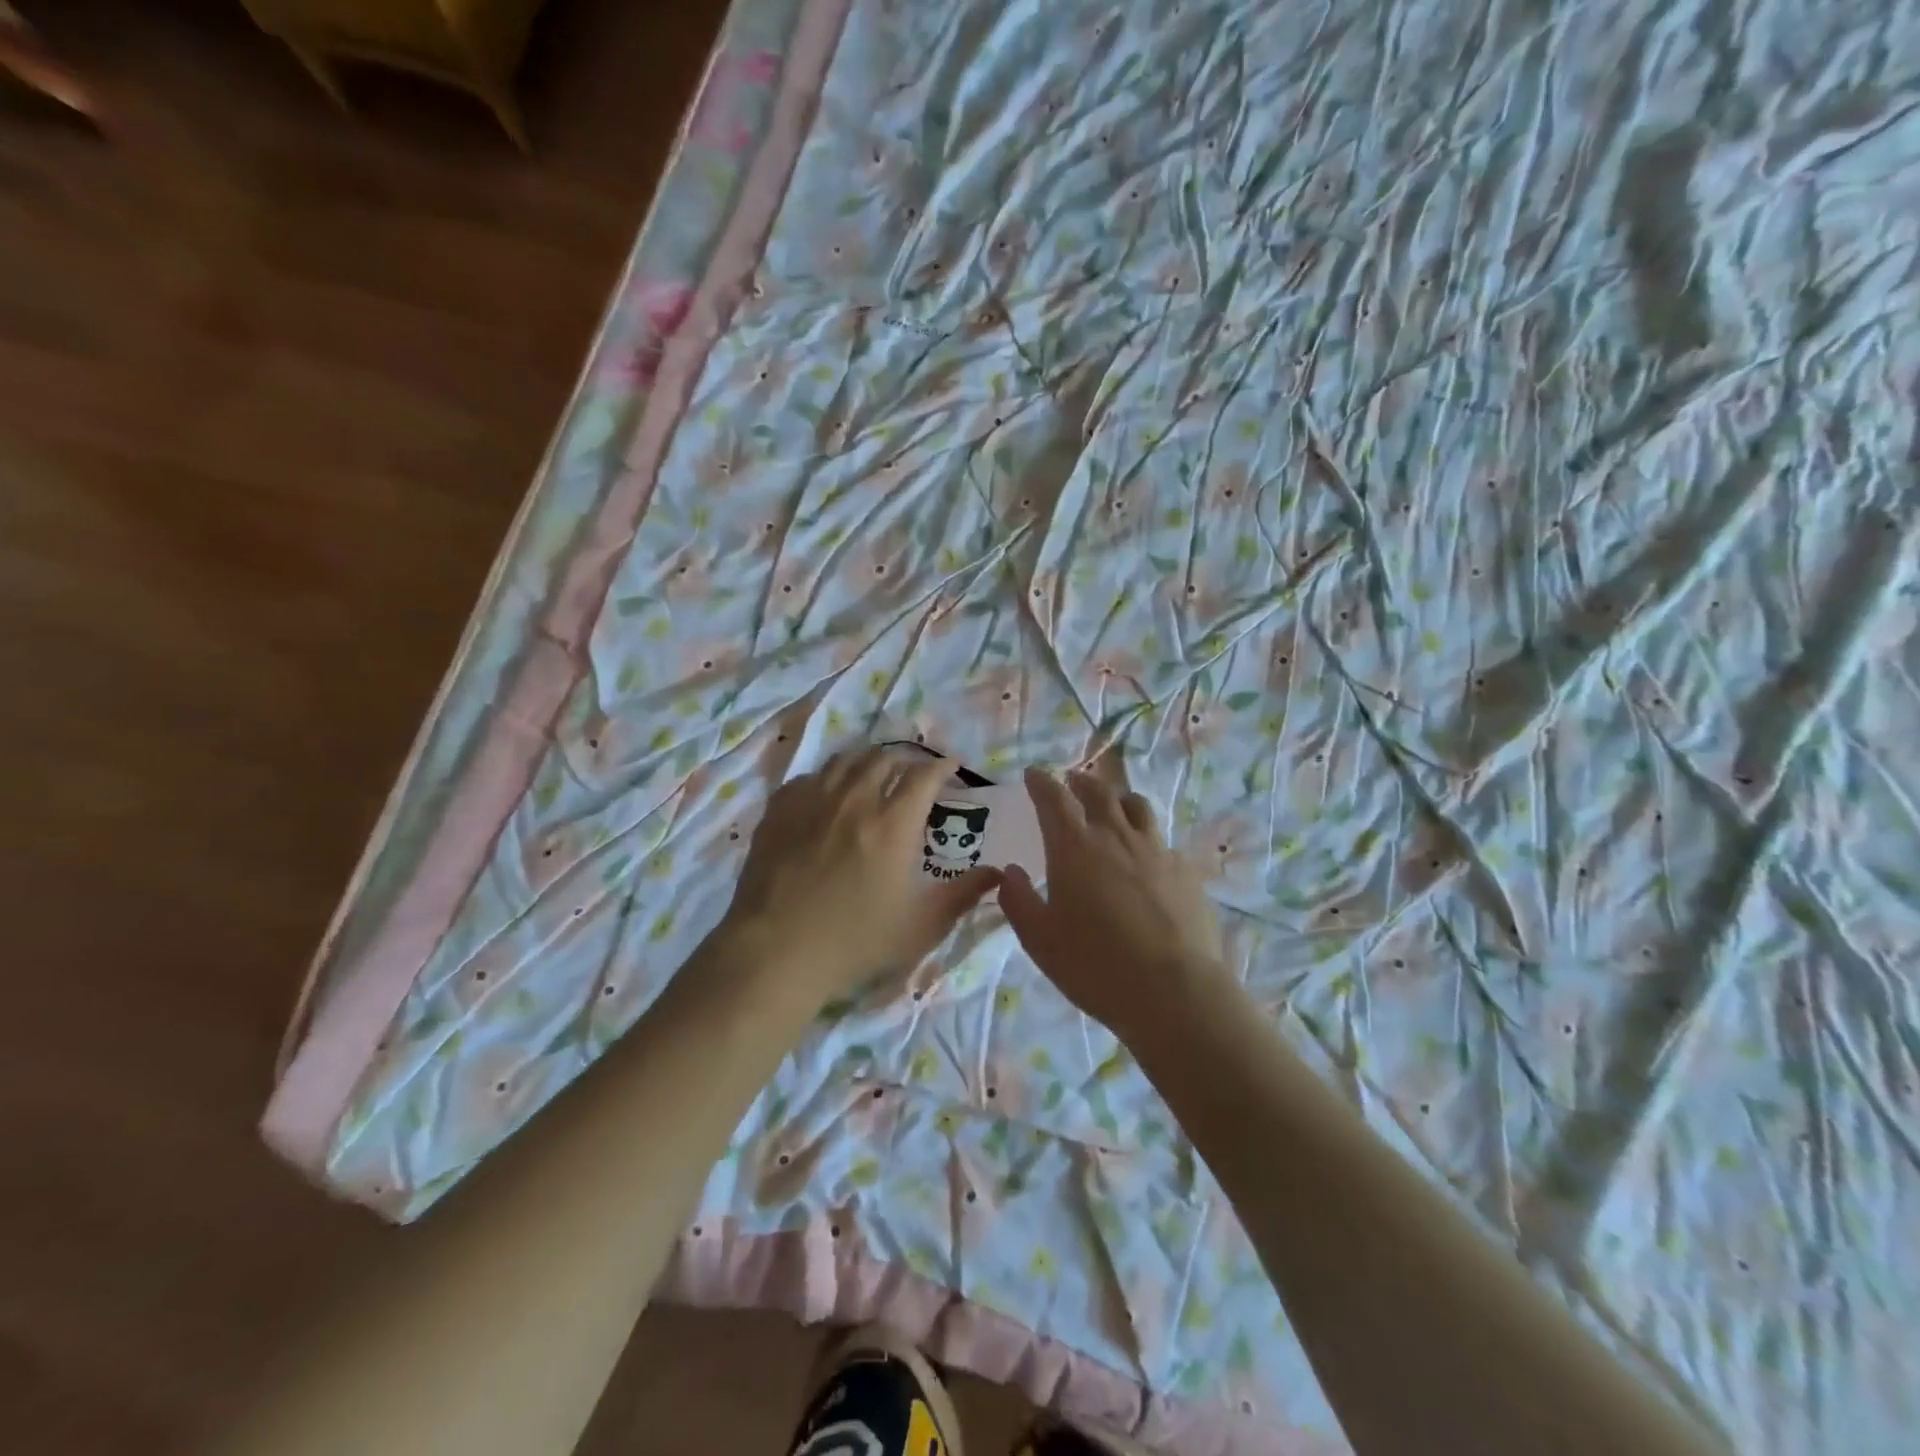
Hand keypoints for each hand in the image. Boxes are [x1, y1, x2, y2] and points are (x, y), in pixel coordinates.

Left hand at [720, 748, 998, 1010]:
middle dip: (906, 760)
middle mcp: (855, 799)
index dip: (942, 765)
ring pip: (845, 761)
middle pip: (885, 758)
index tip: (951, 766)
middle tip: (913, 774)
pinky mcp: (780, 810)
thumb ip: (964, 895)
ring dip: (867, 761)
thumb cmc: (855, 941)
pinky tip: (828, 793)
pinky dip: (828, 778)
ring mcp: (813, 800)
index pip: (924, 775)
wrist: (776, 951)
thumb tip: (999, 873)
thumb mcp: (921, 925)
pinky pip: (810, 777)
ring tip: (874, 774)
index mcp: (893, 823)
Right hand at [998, 767, 1231, 1044]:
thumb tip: (1010, 872)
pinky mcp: (1186, 871)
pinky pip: (1162, 841)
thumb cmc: (1095, 966)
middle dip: (1080, 782)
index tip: (1033, 774)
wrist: (1174, 992)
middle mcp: (1116, 837)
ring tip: (1113, 806)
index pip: (1054, 799)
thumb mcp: (1040, 940)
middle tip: (1072, 782)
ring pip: (1137, 807)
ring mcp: (1157, 850)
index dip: (1041, 782)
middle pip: (1098, 792)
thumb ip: (1019, 900)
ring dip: (1118, 799)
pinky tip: (1147, 858)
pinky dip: (1147, 838)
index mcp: (1075, 848)